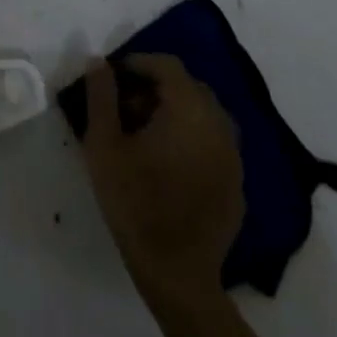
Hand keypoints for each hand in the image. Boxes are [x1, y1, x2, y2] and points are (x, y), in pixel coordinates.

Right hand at [80, 54, 244, 302]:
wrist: (177, 276)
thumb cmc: (135, 203)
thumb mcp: (104, 144)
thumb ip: (101, 95)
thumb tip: (98, 61)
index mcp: (189, 110)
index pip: (167, 65)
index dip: (138, 63)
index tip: (113, 77)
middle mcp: (218, 125)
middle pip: (188, 88)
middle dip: (155, 88)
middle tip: (125, 109)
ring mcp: (233, 157)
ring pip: (203, 115)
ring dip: (175, 113)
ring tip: (145, 137)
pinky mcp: (237, 185)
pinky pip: (213, 144)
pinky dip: (192, 139)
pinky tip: (169, 165)